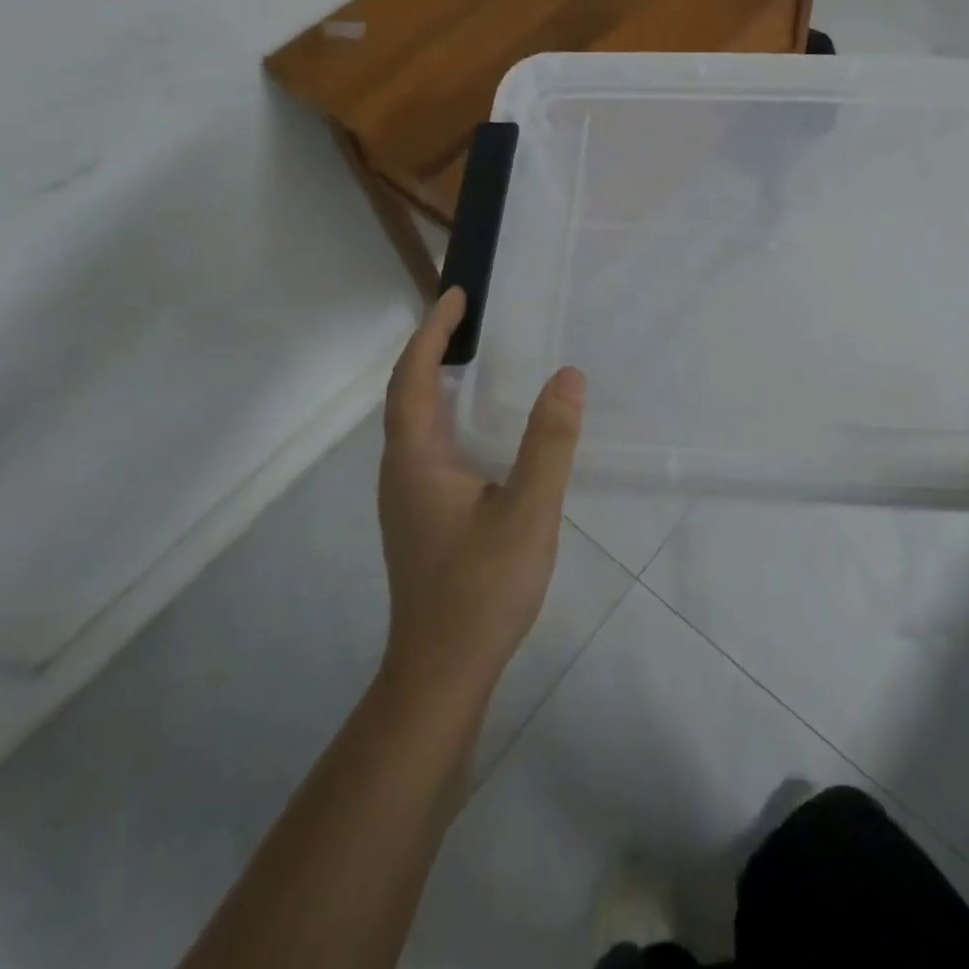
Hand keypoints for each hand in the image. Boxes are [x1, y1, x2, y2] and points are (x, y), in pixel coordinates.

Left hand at [377, 288, 585, 696]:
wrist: (442, 671)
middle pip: (406, 394)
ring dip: (435, 381)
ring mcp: (407, 498)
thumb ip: (550, 442)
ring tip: (474, 359)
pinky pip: (427, 446)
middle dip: (432, 349)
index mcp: (417, 459)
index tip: (457, 296)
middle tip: (470, 319)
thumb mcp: (528, 511)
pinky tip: (479, 428)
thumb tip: (568, 376)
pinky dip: (445, 414)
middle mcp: (401, 471)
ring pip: (414, 423)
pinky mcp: (421, 518)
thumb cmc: (481, 588)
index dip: (433, 332)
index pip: (413, 377)